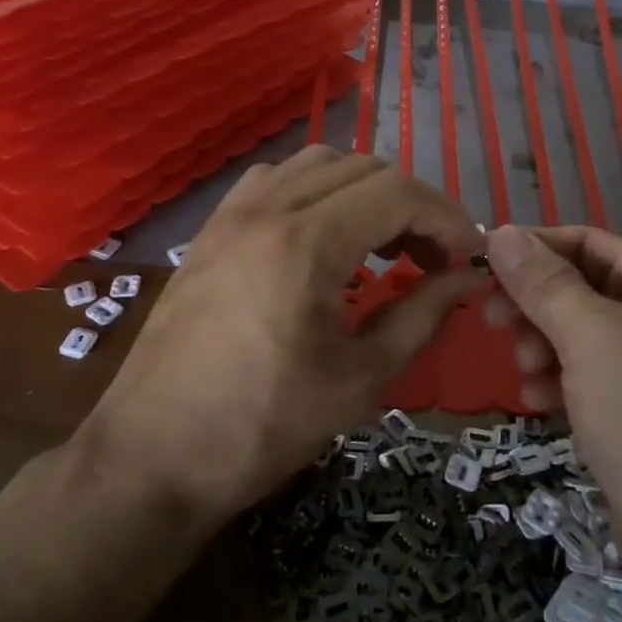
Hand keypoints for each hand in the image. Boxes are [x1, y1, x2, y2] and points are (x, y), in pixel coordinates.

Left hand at [82, 148, 485, 523]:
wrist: (152, 456)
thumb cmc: (262, 427)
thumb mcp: (360, 378)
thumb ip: (422, 315)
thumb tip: (468, 279)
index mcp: (305, 242)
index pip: (398, 193)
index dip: (446, 218)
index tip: (469, 257)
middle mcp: (266, 208)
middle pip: (363, 169)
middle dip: (411, 206)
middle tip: (432, 259)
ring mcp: (231, 214)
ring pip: (317, 165)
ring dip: (363, 192)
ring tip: (381, 246)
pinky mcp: (210, 230)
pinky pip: (274, 181)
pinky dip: (314, 192)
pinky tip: (321, 239)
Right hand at [482, 224, 621, 583]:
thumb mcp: (592, 339)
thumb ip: (544, 283)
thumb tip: (501, 231)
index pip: (586, 241)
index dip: (531, 249)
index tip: (479, 267)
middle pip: (581, 287)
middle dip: (535, 304)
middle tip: (493, 324)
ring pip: (580, 335)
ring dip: (543, 346)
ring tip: (525, 375)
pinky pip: (590, 379)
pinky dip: (561, 383)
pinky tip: (541, 406)